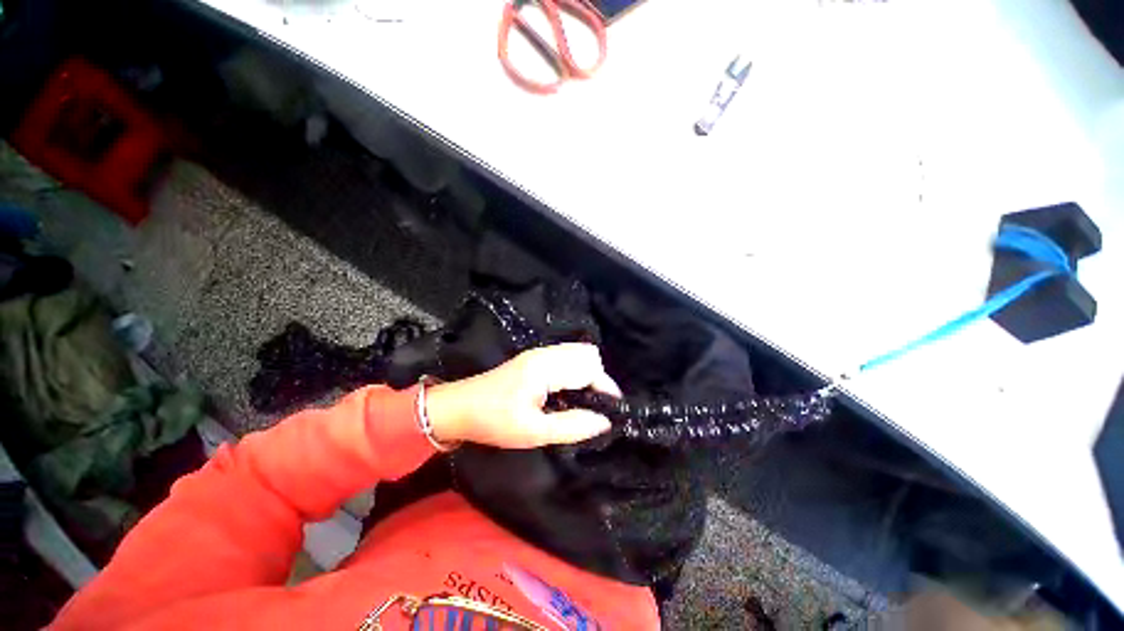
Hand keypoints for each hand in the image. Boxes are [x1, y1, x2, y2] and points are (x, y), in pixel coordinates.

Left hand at [424, 343, 620, 448]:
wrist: (458, 408)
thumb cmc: (494, 421)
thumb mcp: (533, 432)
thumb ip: (572, 426)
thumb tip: (604, 422)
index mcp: (545, 368)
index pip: (589, 367)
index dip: (605, 387)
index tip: (611, 411)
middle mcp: (545, 354)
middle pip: (588, 354)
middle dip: (598, 378)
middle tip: (594, 406)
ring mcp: (538, 353)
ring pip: (578, 353)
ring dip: (588, 374)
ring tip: (584, 400)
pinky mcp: (534, 358)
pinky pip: (566, 357)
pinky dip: (575, 371)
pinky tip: (568, 392)